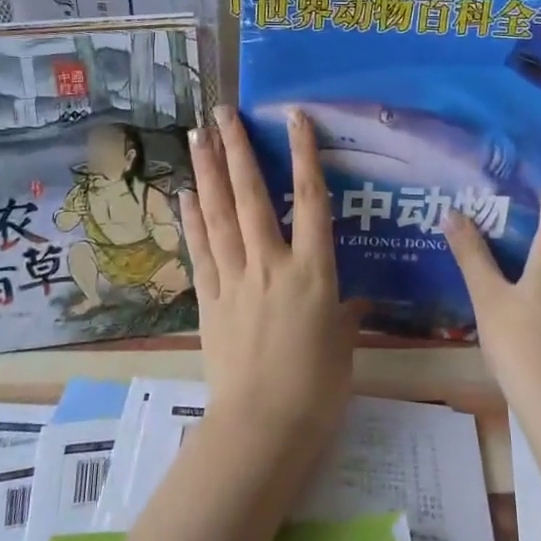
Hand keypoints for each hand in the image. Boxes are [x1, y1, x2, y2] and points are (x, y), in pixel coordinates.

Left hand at [180, 107, 362, 459]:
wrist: (262, 428)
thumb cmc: (316, 390)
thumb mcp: (343, 347)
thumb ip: (345, 316)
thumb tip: (355, 303)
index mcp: (314, 272)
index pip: (311, 200)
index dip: (304, 154)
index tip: (294, 117)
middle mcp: (272, 264)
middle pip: (252, 196)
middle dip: (237, 150)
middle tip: (221, 112)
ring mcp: (236, 280)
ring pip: (219, 215)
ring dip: (208, 172)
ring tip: (197, 136)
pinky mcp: (210, 300)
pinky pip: (200, 251)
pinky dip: (192, 220)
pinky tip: (185, 193)